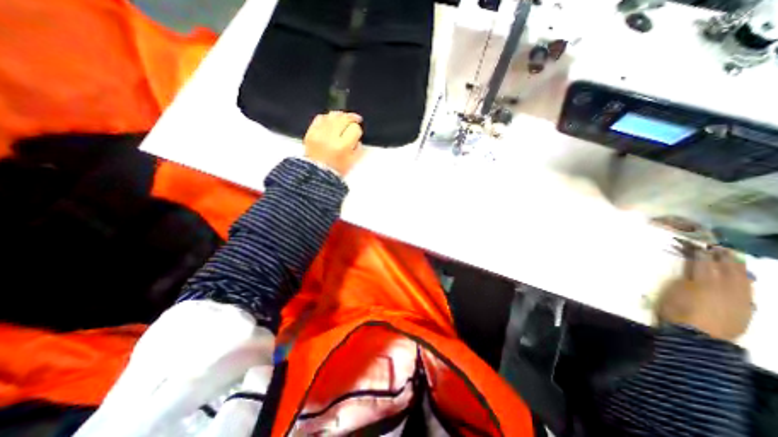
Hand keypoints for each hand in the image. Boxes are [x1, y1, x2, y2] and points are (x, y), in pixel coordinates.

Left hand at [304, 112, 365, 174]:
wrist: (316, 174)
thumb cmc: (336, 170)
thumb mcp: (352, 162)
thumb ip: (358, 148)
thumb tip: (357, 138)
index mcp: (342, 147)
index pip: (354, 129)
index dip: (357, 131)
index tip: (357, 134)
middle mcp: (330, 137)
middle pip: (344, 118)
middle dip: (351, 118)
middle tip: (356, 120)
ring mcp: (319, 133)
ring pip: (332, 115)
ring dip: (340, 115)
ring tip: (344, 119)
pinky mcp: (310, 132)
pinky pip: (320, 118)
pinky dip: (327, 118)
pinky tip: (331, 121)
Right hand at [655, 246, 754, 340]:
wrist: (697, 339)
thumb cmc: (676, 312)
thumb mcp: (672, 293)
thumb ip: (685, 281)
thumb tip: (693, 274)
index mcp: (704, 282)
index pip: (703, 263)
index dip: (700, 254)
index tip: (697, 246)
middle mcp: (726, 288)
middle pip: (728, 269)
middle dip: (724, 258)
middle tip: (720, 248)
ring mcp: (739, 300)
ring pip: (743, 280)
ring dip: (739, 269)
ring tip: (735, 260)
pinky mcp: (746, 310)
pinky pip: (749, 292)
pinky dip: (745, 283)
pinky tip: (743, 280)